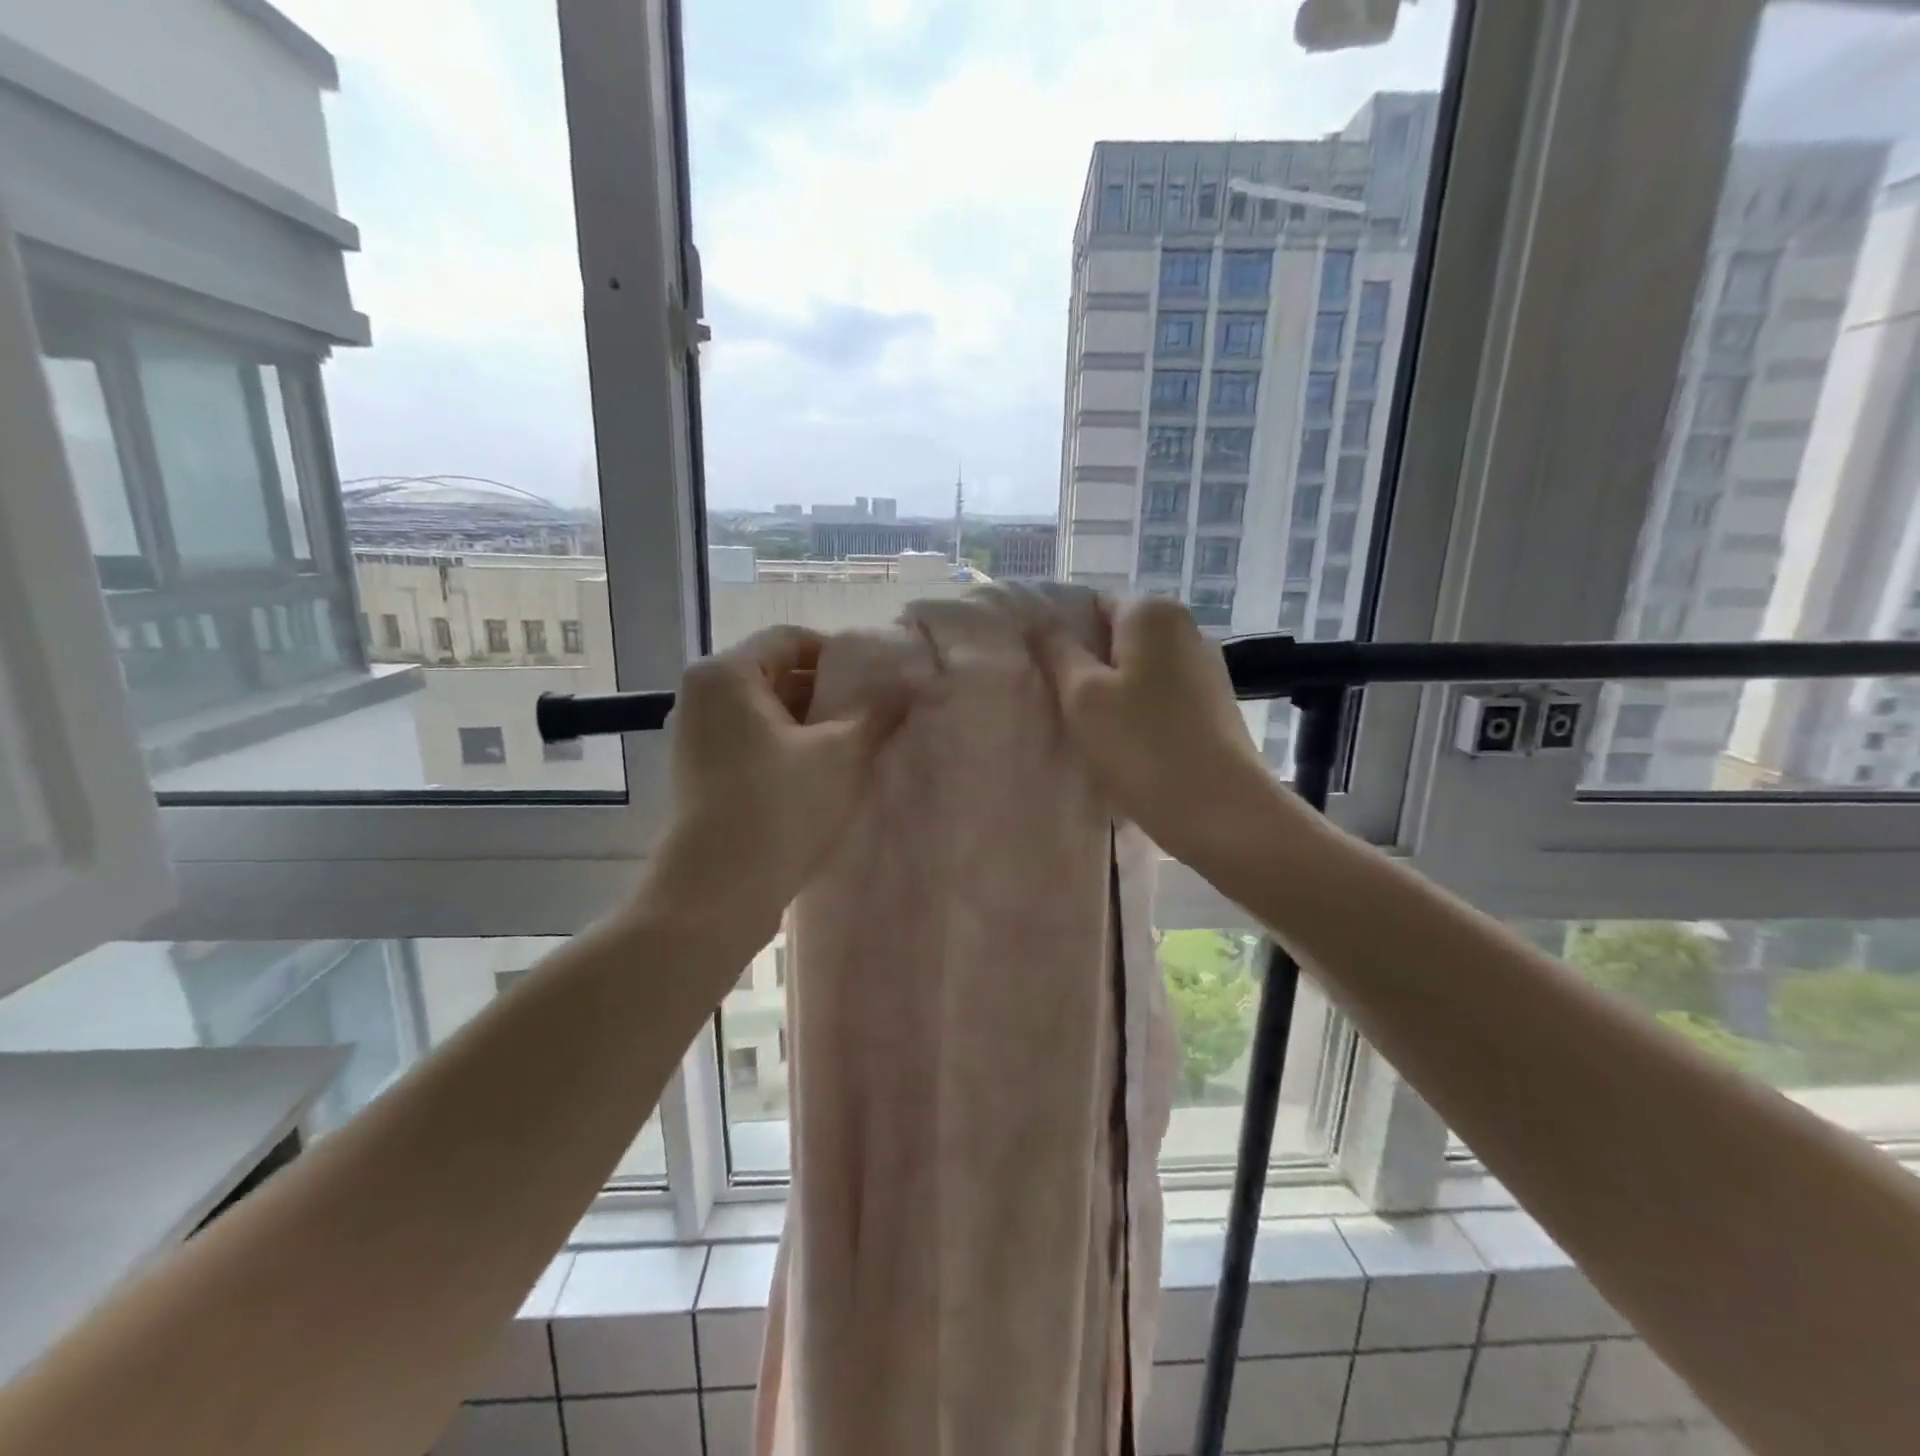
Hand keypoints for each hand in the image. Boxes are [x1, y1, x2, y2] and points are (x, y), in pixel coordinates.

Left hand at [641, 626, 902, 955]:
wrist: (719, 891)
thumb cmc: (780, 806)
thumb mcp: (842, 753)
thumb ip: (879, 710)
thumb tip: (915, 679)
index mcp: (726, 674)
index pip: (790, 639)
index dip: (840, 654)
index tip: (878, 680)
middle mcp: (702, 697)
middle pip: (777, 676)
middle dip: (828, 694)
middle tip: (875, 715)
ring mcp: (696, 738)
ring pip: (767, 715)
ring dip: (812, 727)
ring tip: (858, 748)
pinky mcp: (701, 775)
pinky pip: (753, 745)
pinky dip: (789, 751)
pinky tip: (825, 777)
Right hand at [1028, 595, 1283, 875]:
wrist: (1220, 809)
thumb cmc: (1141, 745)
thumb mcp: (1082, 696)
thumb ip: (1057, 651)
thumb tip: (1040, 622)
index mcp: (1151, 612)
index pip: (1091, 604)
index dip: (1062, 634)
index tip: (1042, 672)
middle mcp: (1184, 628)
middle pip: (1117, 636)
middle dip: (1086, 664)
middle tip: (1057, 703)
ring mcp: (1204, 666)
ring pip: (1138, 668)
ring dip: (1110, 691)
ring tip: (1087, 729)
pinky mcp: (1212, 703)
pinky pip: (1159, 693)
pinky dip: (1137, 710)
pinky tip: (1124, 743)